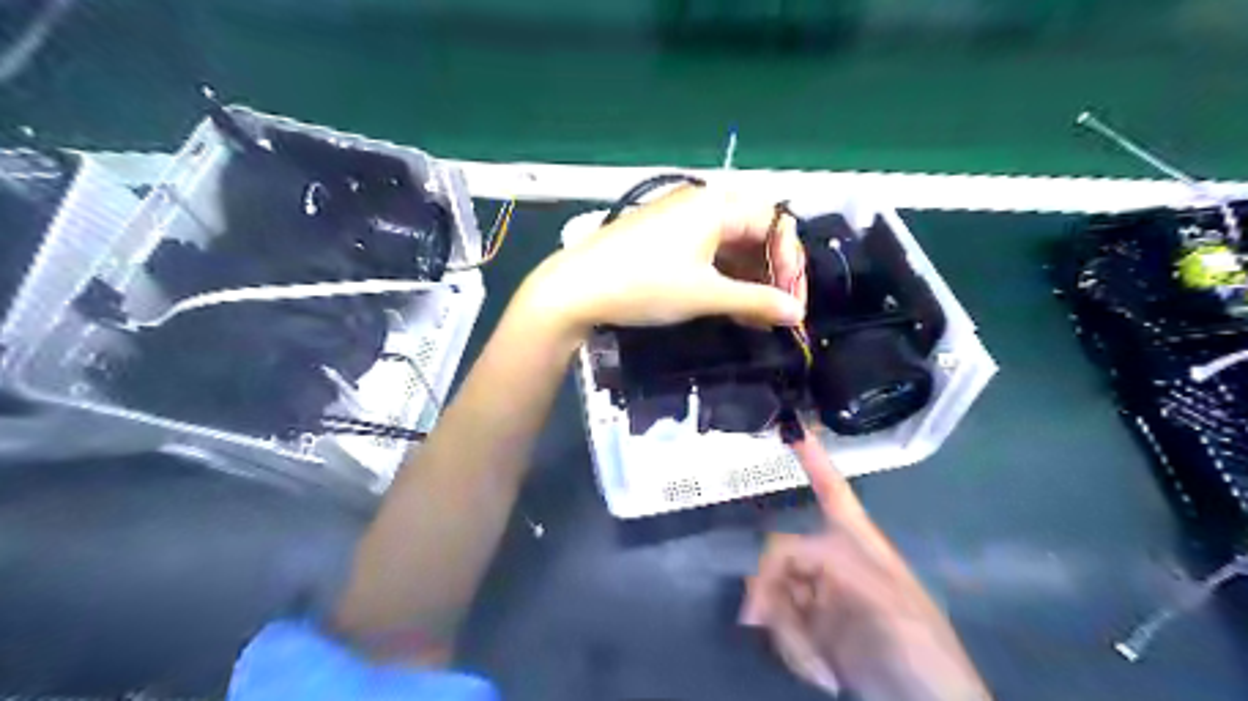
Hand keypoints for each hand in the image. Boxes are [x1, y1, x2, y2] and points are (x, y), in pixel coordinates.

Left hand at [520, 184, 803, 333]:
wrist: (575, 288)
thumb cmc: (645, 284)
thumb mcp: (705, 295)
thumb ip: (756, 302)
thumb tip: (797, 314)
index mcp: (718, 204)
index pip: (775, 223)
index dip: (790, 263)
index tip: (791, 303)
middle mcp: (703, 203)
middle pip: (755, 232)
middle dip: (770, 272)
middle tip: (775, 311)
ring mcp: (681, 219)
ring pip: (731, 245)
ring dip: (748, 279)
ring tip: (754, 317)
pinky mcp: (666, 237)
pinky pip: (708, 251)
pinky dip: (723, 277)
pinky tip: (729, 305)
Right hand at [738, 442, 983, 697]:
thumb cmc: (922, 651)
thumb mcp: (884, 602)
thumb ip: (831, 568)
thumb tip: (778, 555)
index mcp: (859, 544)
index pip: (833, 491)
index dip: (814, 460)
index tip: (793, 428)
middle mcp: (833, 562)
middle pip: (781, 553)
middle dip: (768, 587)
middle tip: (758, 620)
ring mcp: (820, 597)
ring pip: (773, 591)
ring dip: (782, 628)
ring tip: (813, 664)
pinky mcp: (812, 631)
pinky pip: (779, 624)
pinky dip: (788, 647)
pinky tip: (817, 672)